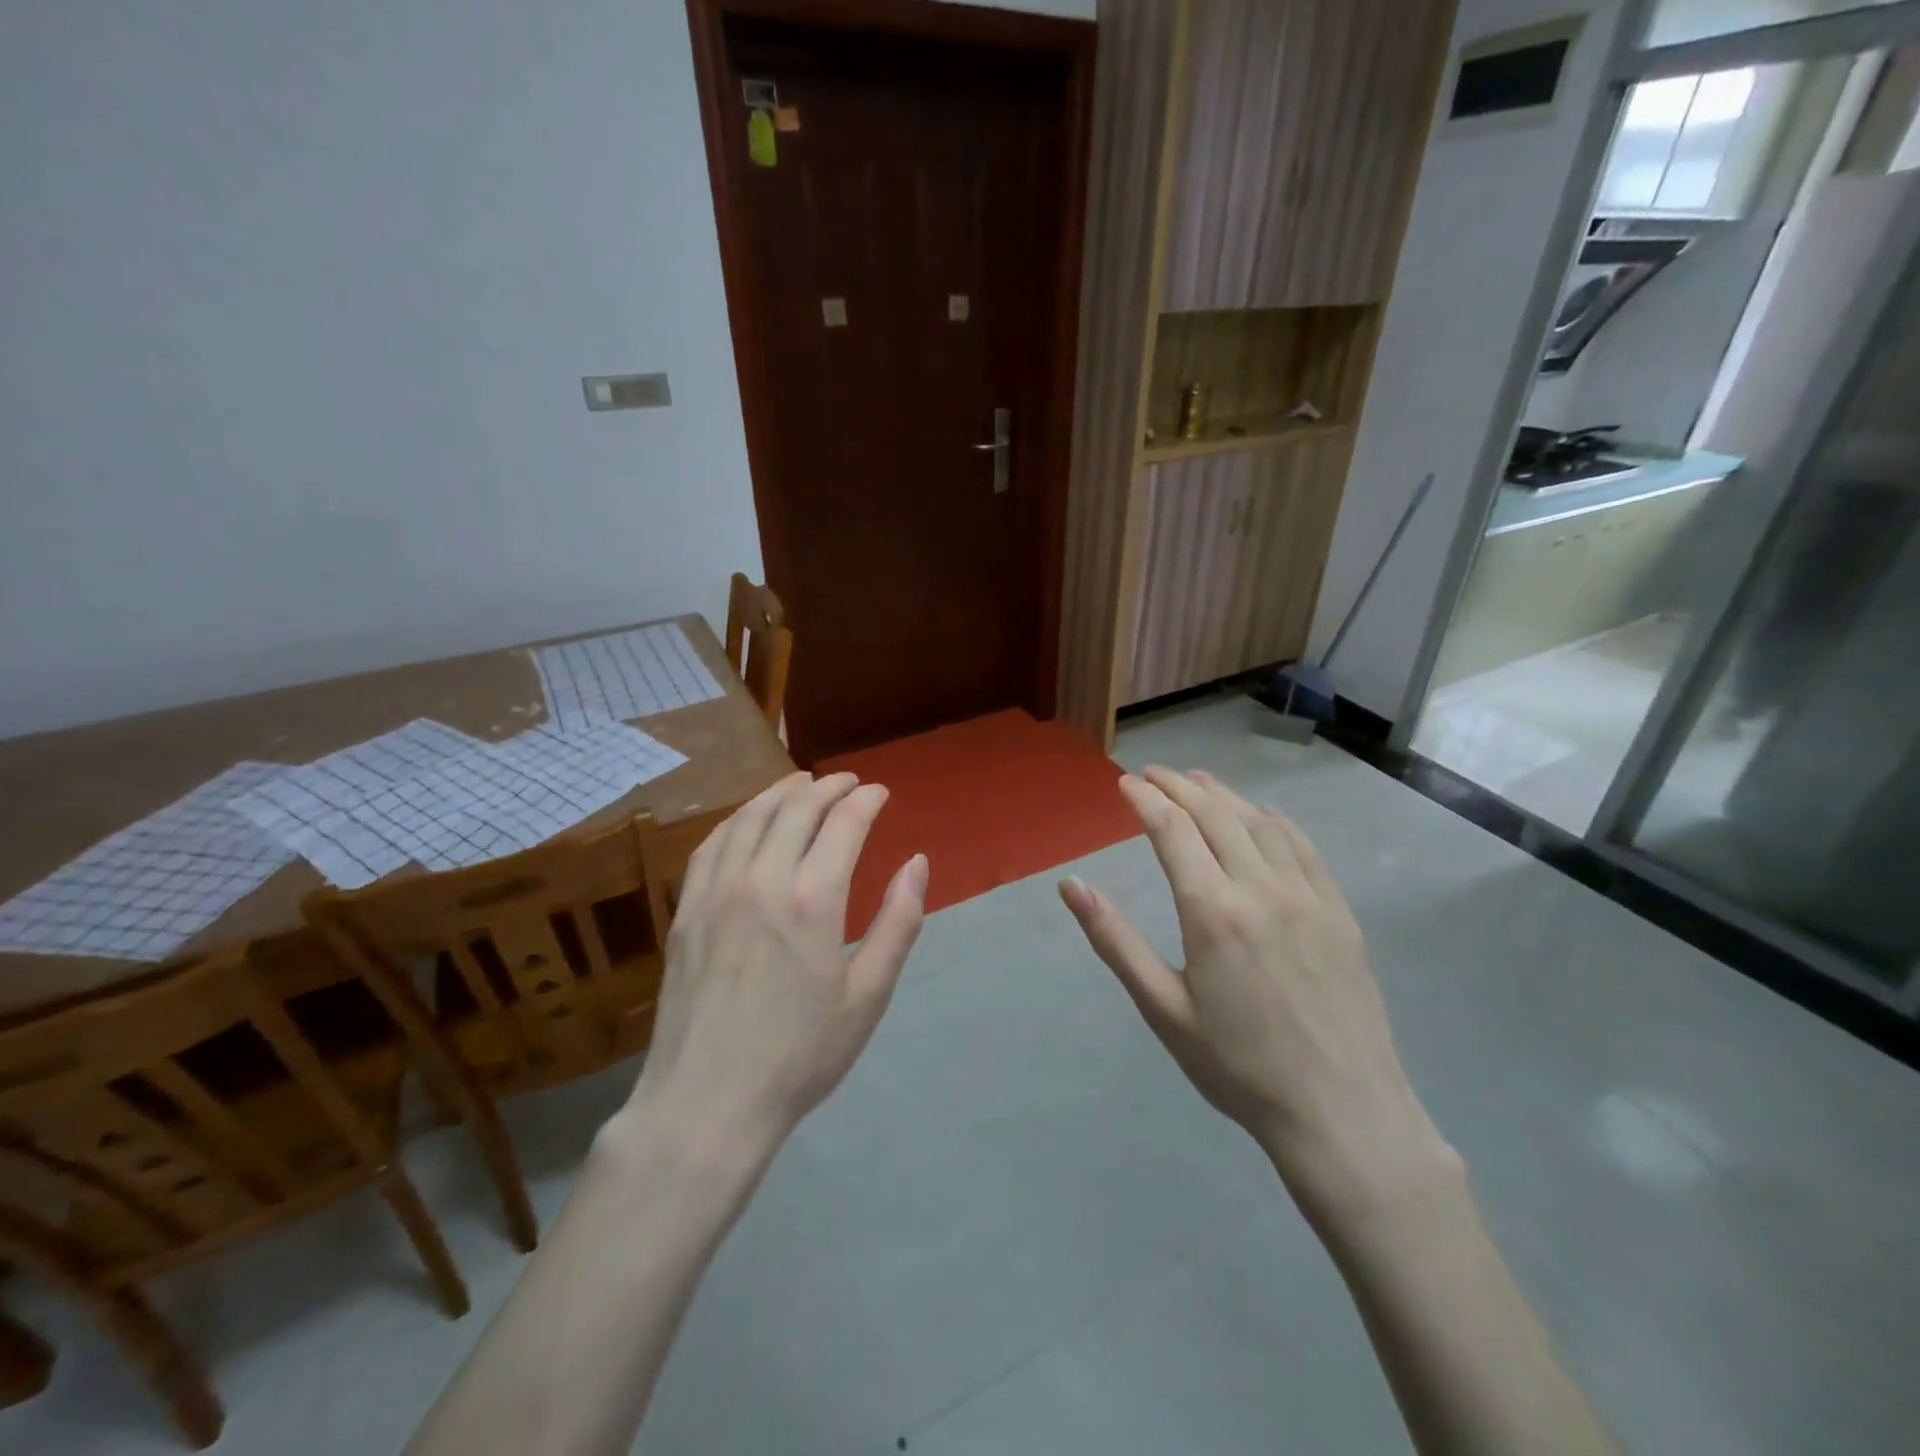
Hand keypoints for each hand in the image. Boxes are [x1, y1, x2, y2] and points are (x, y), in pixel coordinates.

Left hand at [632, 771, 927, 1157]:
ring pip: (751, 816)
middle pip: (797, 807)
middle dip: (829, 786)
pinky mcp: (686, 908)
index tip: (880, 792)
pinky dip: (738, 818)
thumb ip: (898, 922)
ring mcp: (716, 890)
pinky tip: (749, 819)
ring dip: (782, 792)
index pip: (844, 822)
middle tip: (849, 782)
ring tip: (803, 783)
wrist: (707, 1102)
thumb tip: (917, 863)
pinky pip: (713, 843)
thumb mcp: (868, 995)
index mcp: (812, 899)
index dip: (866, 799)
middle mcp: (762, 878)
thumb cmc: (800, 1055)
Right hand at [1059, 768, 1453, 1219]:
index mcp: (1213, 912)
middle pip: (1215, 815)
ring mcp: (1307, 897)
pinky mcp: (1339, 914)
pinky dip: (1275, 820)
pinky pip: (1303, 848)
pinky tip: (1262, 815)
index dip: (1145, 800)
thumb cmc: (1238, 1066)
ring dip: (1224, 795)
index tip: (1125, 783)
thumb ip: (1114, 940)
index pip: (1172, 831)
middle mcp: (1261, 889)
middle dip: (1180, 786)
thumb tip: (1071, 885)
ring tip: (1198, 780)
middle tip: (1154, 773)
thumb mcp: (1163, 1009)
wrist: (1341, 1113)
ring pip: (1260, 824)